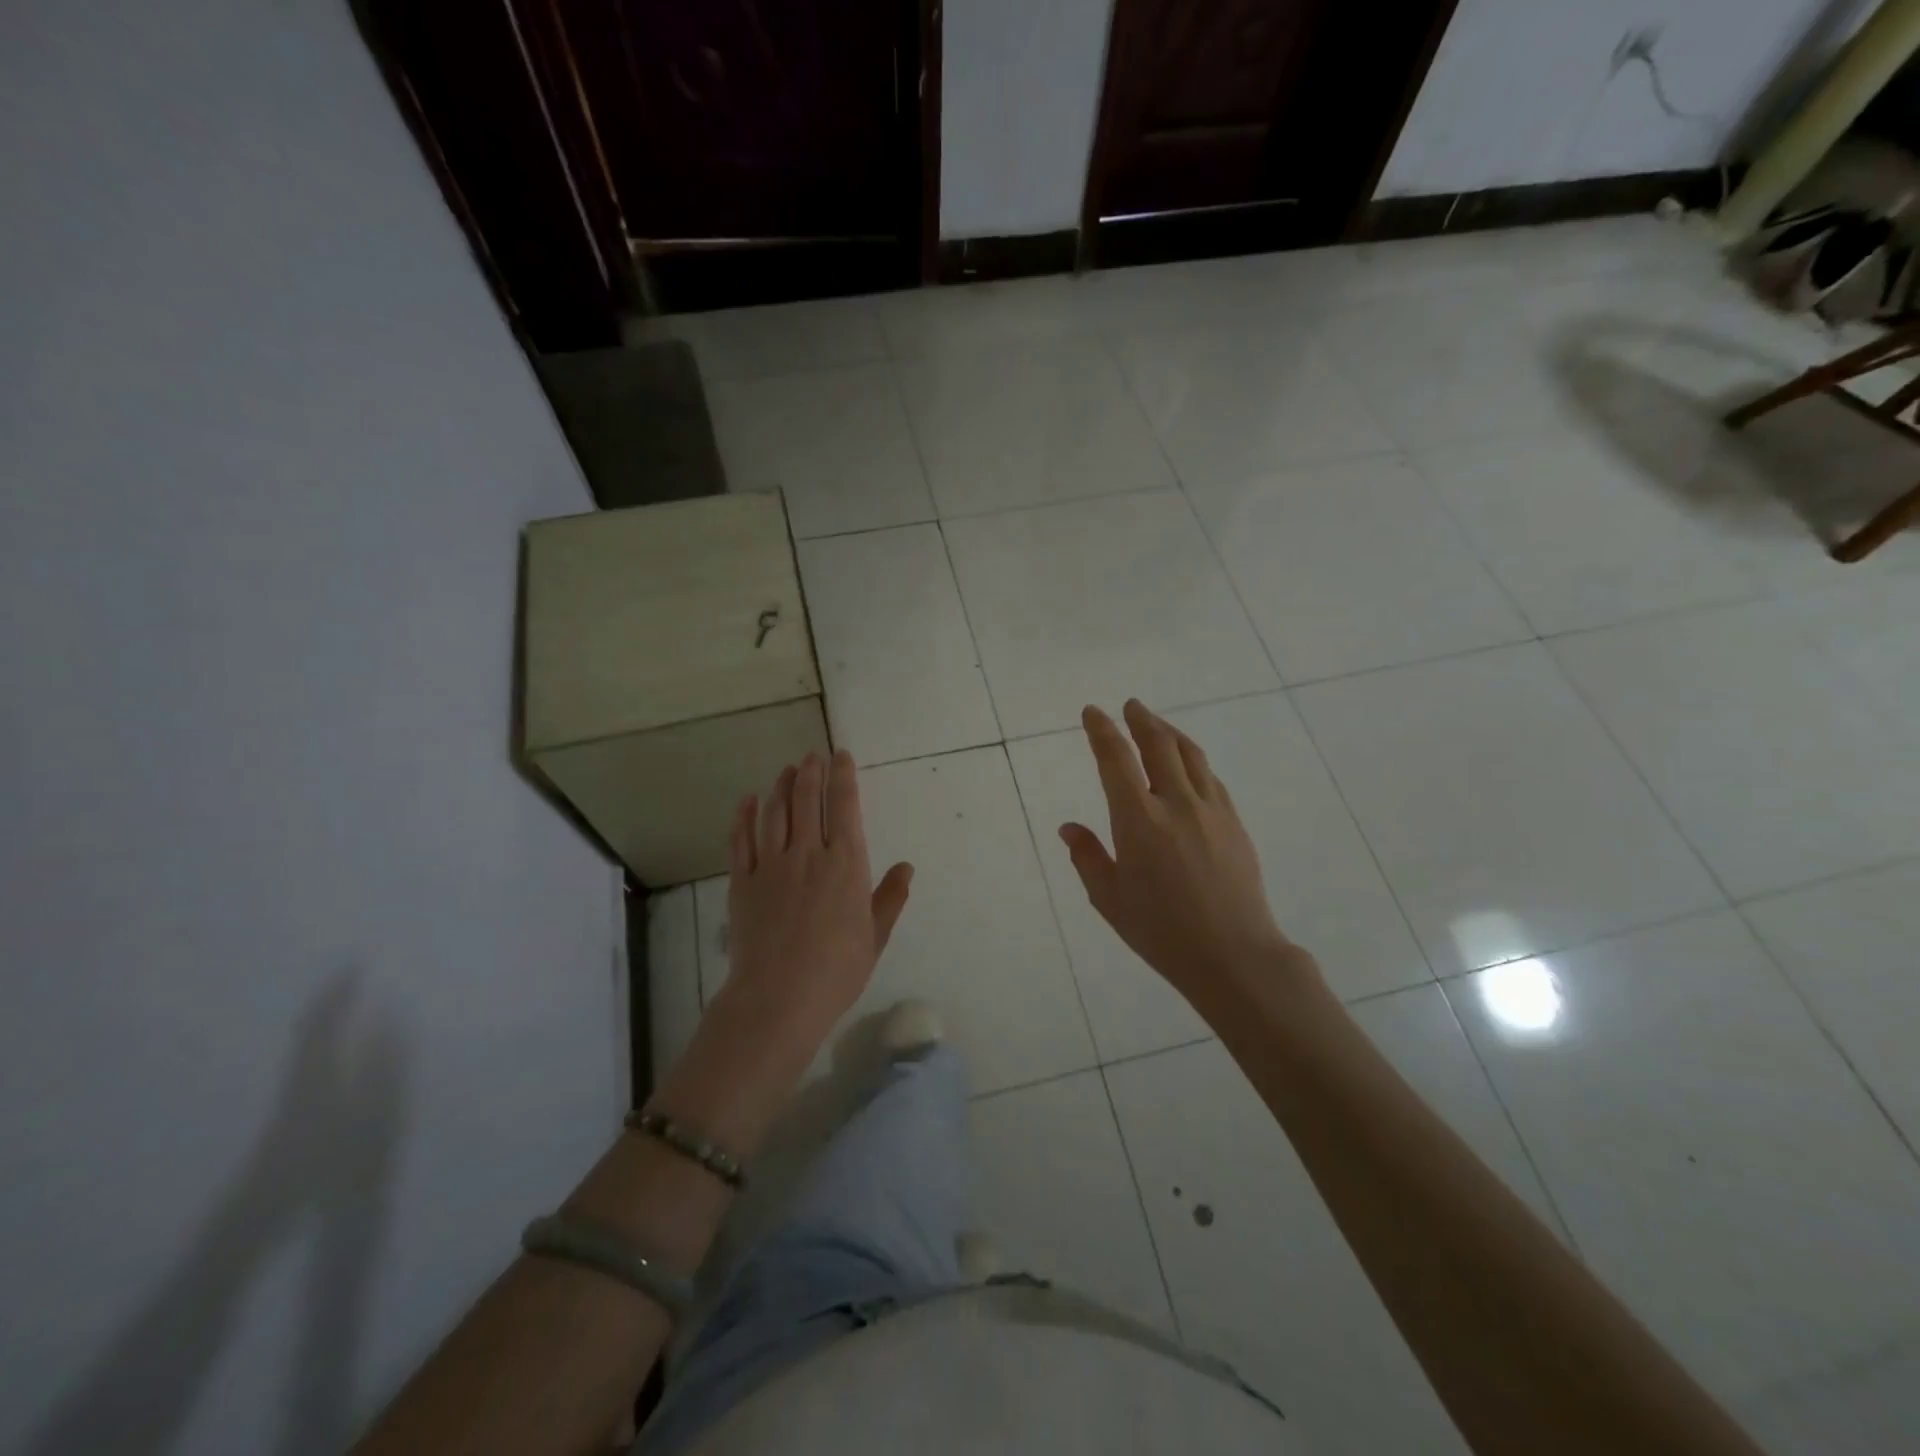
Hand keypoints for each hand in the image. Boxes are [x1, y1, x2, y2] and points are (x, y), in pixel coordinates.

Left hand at [718, 750, 914, 1055]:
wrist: (779, 997)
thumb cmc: (837, 969)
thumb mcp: (875, 935)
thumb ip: (890, 897)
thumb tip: (906, 867)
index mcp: (845, 863)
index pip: (844, 805)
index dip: (842, 776)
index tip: (841, 756)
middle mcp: (808, 853)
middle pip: (807, 800)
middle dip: (811, 772)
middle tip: (812, 756)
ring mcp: (771, 865)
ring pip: (775, 812)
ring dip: (781, 786)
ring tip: (786, 770)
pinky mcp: (742, 881)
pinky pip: (741, 839)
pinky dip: (744, 816)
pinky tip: (747, 800)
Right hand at [1060, 700, 1313, 1008]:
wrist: (1234, 954)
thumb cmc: (1161, 932)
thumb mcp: (1110, 899)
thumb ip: (1088, 857)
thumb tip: (1070, 828)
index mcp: (1138, 820)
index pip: (1116, 759)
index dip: (1102, 730)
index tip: (1092, 712)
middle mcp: (1176, 804)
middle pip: (1159, 744)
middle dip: (1141, 719)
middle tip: (1130, 706)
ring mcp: (1211, 810)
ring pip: (1190, 755)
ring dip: (1170, 733)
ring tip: (1157, 725)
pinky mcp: (1234, 823)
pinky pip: (1211, 778)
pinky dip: (1193, 761)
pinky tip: (1188, 765)